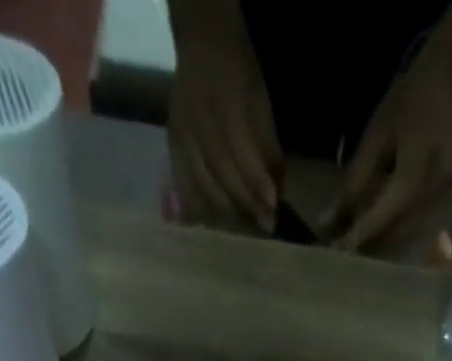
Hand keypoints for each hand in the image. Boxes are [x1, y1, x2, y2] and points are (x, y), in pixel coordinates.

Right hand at [166, 4, 280, 230]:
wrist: (201, 45)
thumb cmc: (238, 72)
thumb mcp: (260, 101)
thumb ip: (267, 145)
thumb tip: (278, 188)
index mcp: (226, 107)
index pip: (244, 156)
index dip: (258, 184)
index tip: (273, 208)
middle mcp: (201, 125)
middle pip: (223, 176)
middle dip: (246, 203)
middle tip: (263, 224)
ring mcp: (183, 137)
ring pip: (203, 185)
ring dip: (226, 211)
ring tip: (243, 223)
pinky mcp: (173, 145)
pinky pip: (183, 183)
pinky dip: (196, 206)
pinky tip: (210, 221)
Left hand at [325, 54, 451, 252]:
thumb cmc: (410, 101)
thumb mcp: (376, 138)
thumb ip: (353, 183)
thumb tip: (327, 223)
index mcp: (414, 177)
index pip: (379, 219)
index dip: (355, 237)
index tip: (332, 253)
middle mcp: (429, 197)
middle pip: (392, 237)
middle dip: (365, 247)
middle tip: (337, 253)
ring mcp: (438, 202)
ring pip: (402, 238)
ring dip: (377, 246)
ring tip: (351, 246)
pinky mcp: (440, 203)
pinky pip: (411, 229)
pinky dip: (390, 235)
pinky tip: (372, 234)